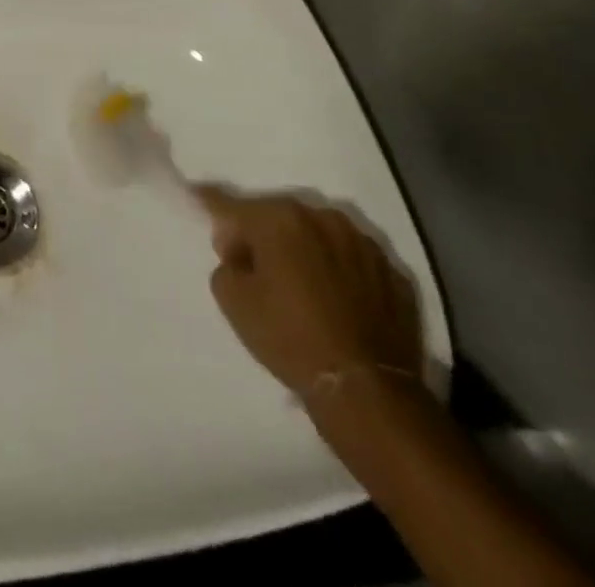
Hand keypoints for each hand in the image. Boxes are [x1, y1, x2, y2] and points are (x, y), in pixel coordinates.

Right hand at [195, 186, 422, 398]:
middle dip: (264, 235)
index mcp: (279, 218)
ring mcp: (365, 245)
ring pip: (321, 236)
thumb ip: (227, 263)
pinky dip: (343, 273)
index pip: (231, 206)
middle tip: (257, 267)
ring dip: (306, 250)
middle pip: (279, 217)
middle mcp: (323, 218)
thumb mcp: (232, 300)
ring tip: (303, 285)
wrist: (368, 392)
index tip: (199, 203)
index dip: (211, 208)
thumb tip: (241, 254)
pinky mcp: (396, 276)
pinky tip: (339, 302)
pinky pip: (355, 263)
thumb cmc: (289, 337)